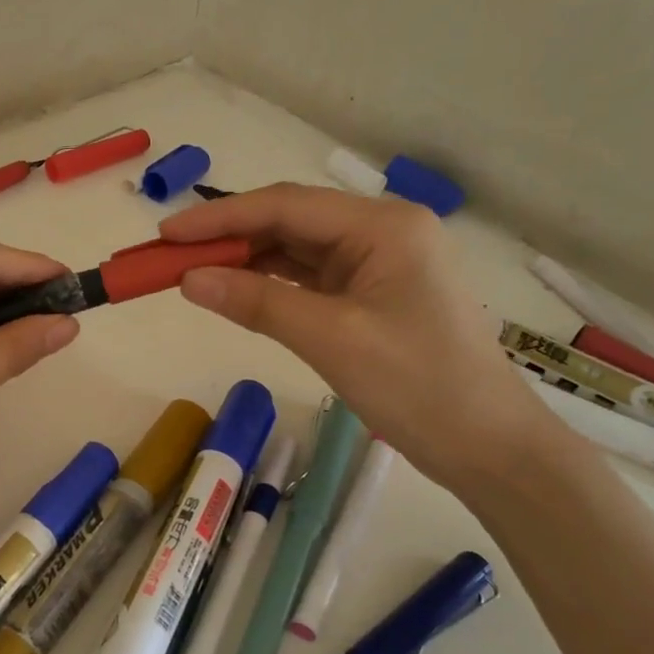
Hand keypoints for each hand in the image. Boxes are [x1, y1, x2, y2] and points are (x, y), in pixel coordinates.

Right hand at [160, 183, 548, 490]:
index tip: (164, 234)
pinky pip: (310, 279)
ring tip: (191, 274)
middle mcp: (382, 232)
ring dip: (245, 261)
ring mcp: (379, 264)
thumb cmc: (419, 386)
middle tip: (168, 258)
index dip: (219, 218)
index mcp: (383, 226)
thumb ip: (257, 302)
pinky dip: (270, 284)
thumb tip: (188, 279)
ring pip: (296, 251)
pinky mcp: (373, 296)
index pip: (284, 206)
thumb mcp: (331, 340)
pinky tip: (236, 292)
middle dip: (228, 239)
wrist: (488, 447)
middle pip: (289, 222)